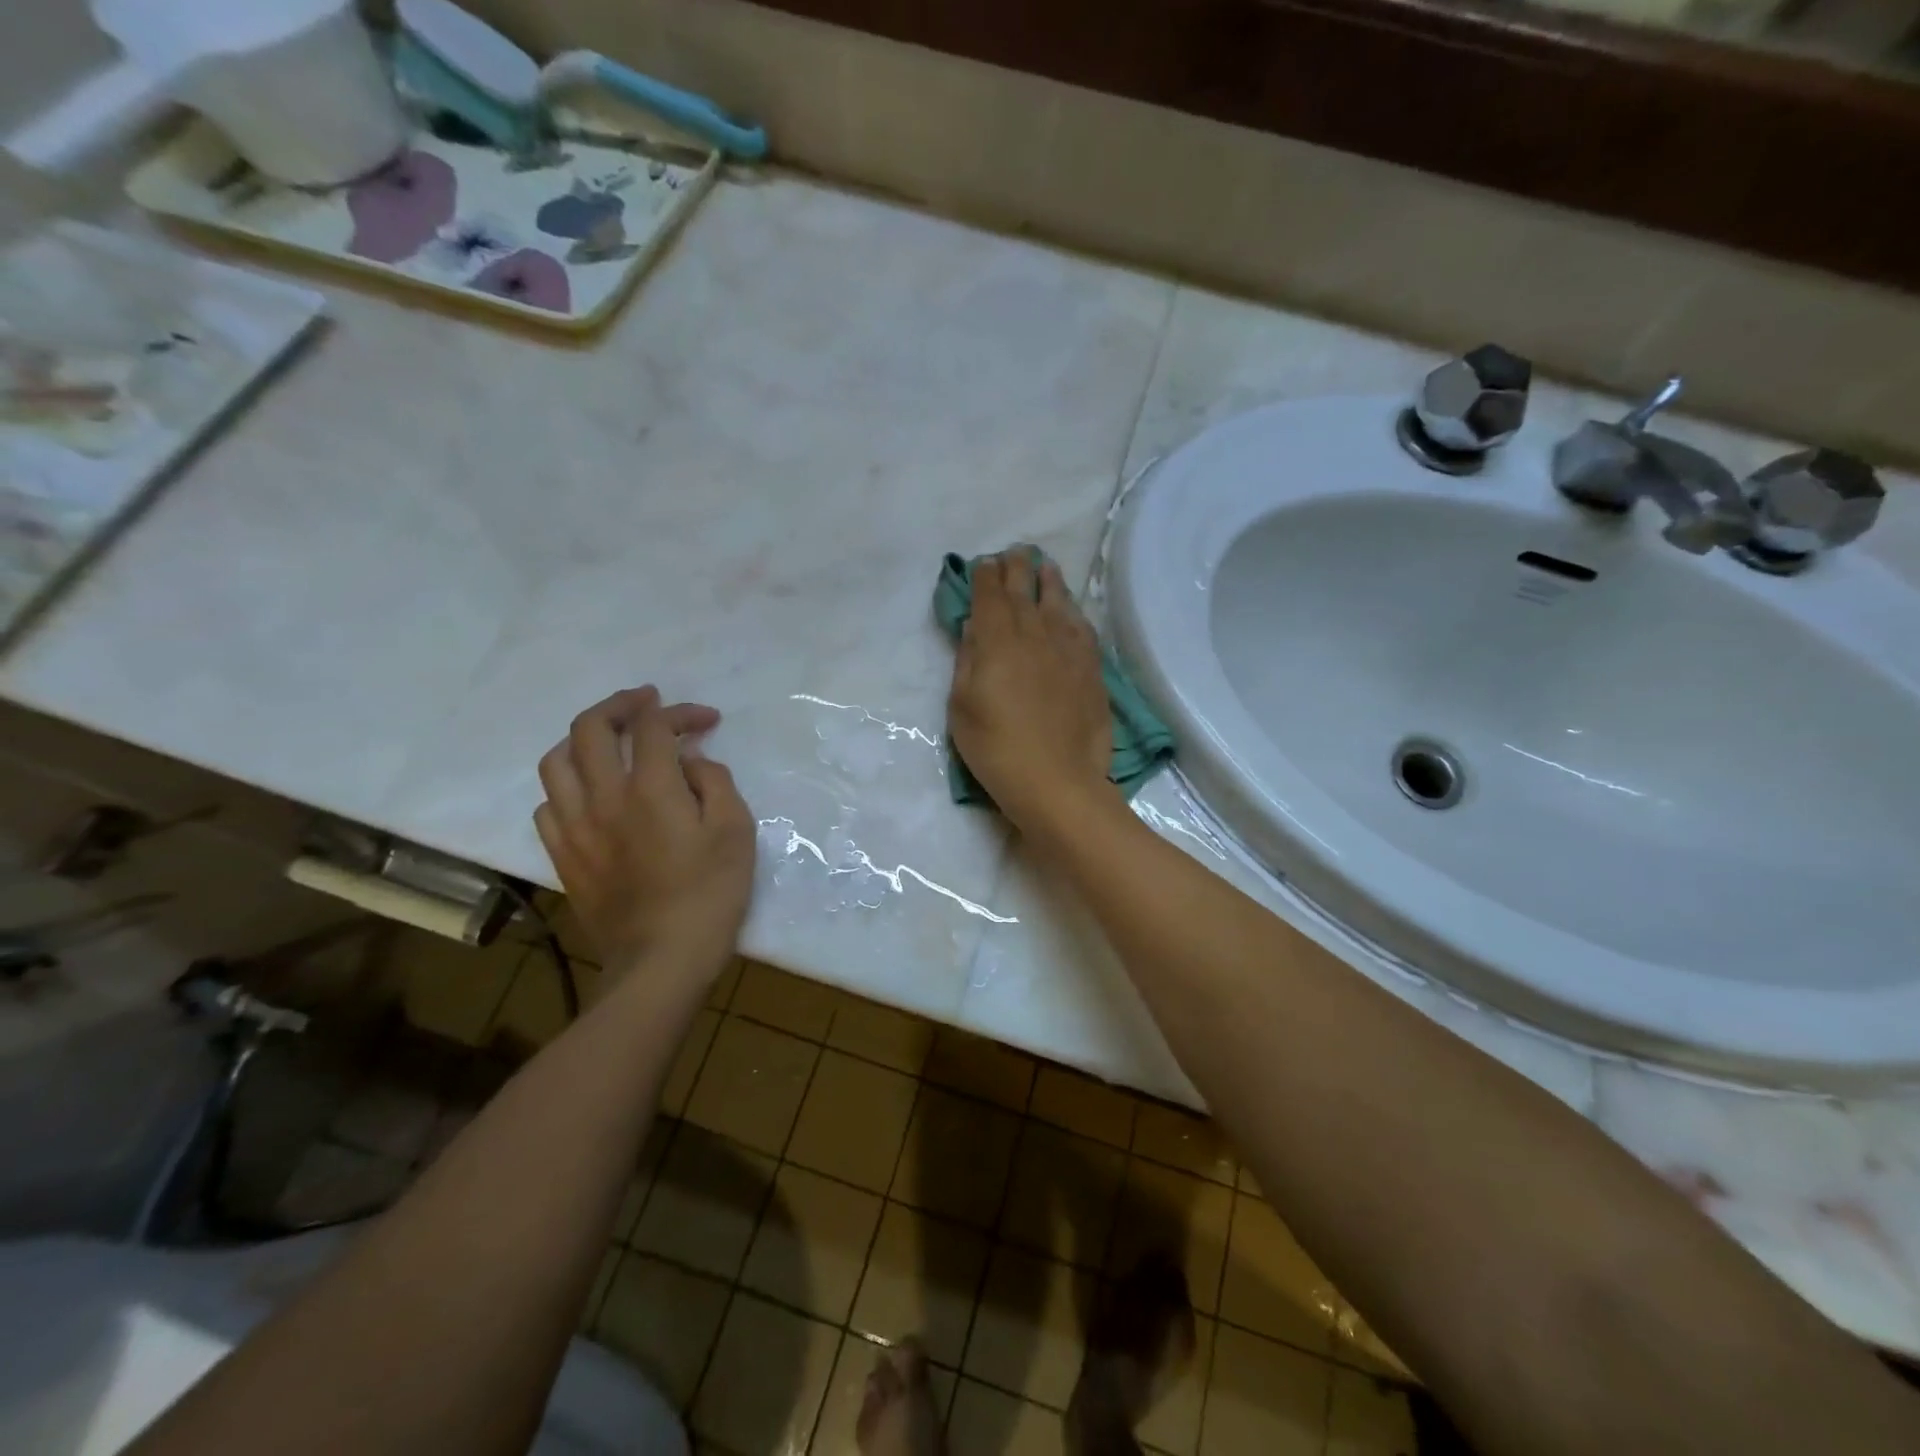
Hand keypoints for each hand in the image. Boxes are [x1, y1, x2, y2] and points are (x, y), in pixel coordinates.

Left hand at [534, 685, 755, 984]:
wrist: (661, 960)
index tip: (707, 721)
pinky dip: (568, 786)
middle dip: (620, 704)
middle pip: (590, 728)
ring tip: (609, 742)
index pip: (653, 726)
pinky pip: (547, 805)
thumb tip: (691, 762)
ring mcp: (575, 827)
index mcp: (650, 788)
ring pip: (556, 762)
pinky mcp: (563, 856)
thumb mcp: (736, 831)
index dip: (680, 712)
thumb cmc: (710, 894)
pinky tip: (590, 794)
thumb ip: (715, 782)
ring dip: (583, 740)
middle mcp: (603, 797)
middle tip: (646, 703)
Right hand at [948, 550, 1114, 832]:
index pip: (991, 594)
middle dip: (1017, 567)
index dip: (986, 576)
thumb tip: (975, 626)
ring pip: (1058, 601)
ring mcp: (1068, 649)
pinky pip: (1083, 627)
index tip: (984, 564)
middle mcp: (1035, 633)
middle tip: (1014, 553)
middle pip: (1025, 589)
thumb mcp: (962, 706)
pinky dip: (1073, 611)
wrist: (1056, 780)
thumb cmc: (996, 747)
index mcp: (998, 640)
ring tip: (1045, 565)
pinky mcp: (1092, 668)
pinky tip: (1071, 609)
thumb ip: (968, 660)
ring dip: (1049, 580)